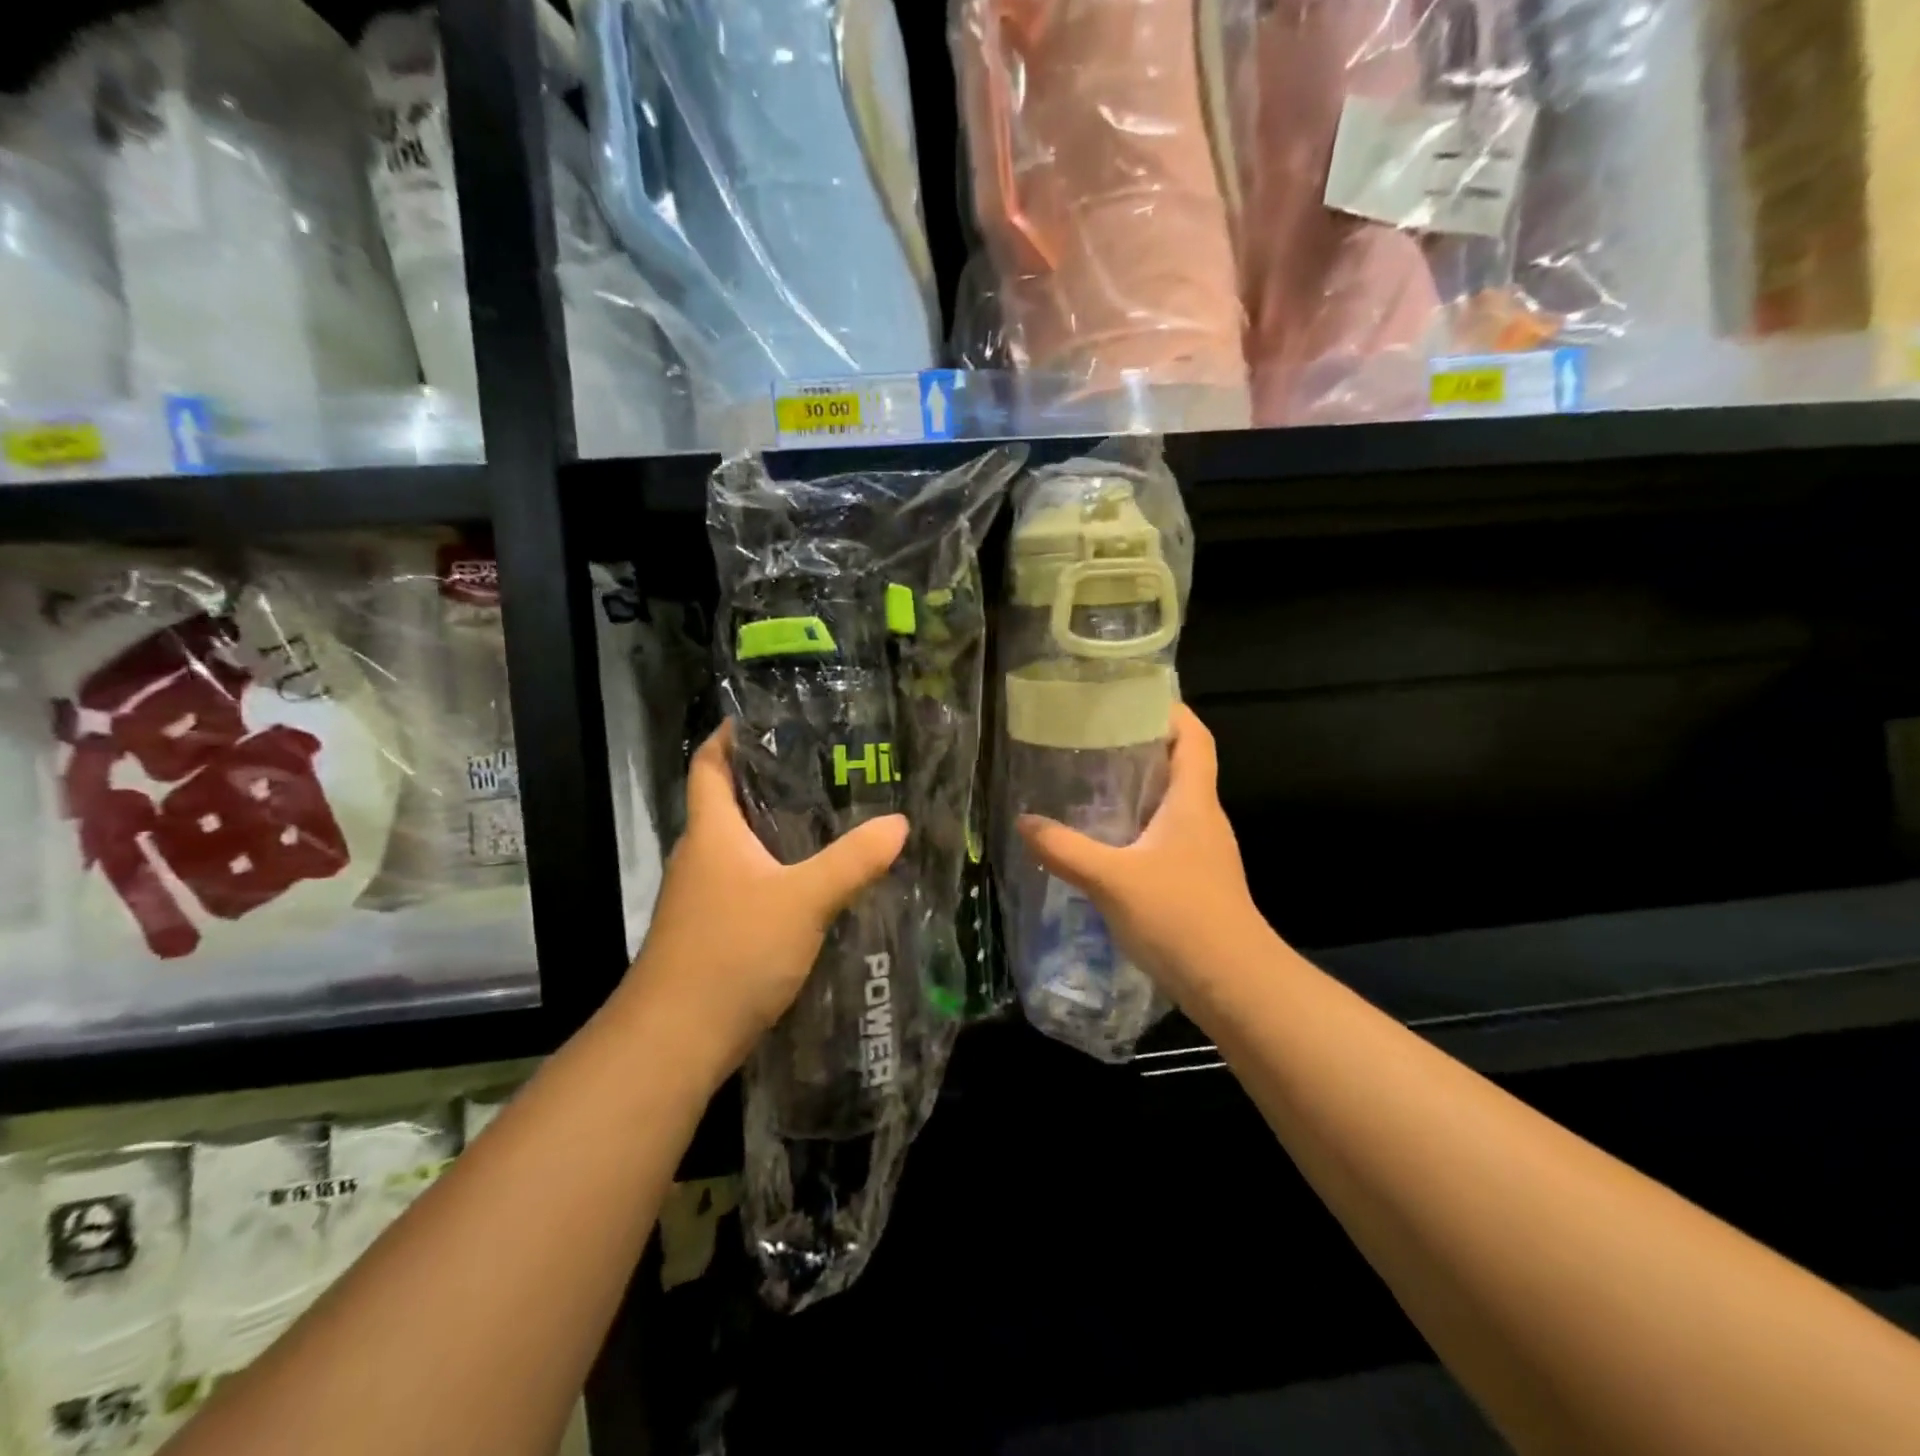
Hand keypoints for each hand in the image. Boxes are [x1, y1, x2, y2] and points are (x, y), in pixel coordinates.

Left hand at [620, 722, 907, 1082]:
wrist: (674, 1040)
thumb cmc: (732, 952)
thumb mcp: (803, 901)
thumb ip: (852, 861)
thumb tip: (898, 824)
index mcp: (711, 833)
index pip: (708, 765)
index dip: (727, 736)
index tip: (761, 718)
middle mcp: (700, 857)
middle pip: (726, 803)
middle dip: (766, 781)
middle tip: (822, 767)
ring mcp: (701, 897)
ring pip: (738, 846)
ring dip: (773, 829)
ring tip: (827, 817)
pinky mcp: (710, 931)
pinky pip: (745, 883)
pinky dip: (774, 871)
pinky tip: (811, 883)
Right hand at [1017, 705, 1266, 1001]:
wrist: (1235, 986)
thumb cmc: (1180, 918)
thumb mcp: (1112, 880)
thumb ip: (1065, 850)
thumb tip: (1023, 822)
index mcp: (1193, 802)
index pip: (1194, 738)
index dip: (1170, 710)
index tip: (1131, 695)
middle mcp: (1203, 819)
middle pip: (1180, 766)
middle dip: (1140, 746)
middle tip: (1091, 737)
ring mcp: (1202, 852)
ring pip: (1170, 804)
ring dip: (1137, 789)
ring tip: (1088, 782)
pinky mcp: (1194, 880)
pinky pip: (1164, 836)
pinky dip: (1136, 826)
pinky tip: (1104, 841)